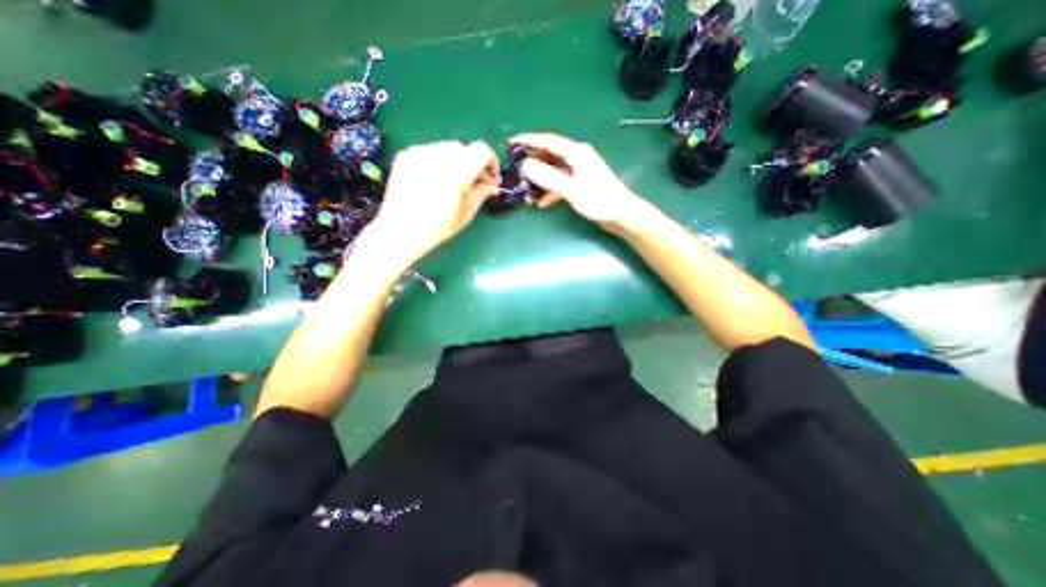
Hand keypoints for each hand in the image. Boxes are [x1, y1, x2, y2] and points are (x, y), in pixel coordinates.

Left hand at [365, 140, 500, 261]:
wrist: (400, 230)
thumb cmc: (437, 227)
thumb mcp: (466, 213)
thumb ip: (481, 194)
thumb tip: (492, 186)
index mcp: (458, 171)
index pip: (482, 150)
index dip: (491, 162)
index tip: (490, 177)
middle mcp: (439, 155)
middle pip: (464, 149)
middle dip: (473, 163)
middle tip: (473, 183)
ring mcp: (420, 153)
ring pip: (446, 148)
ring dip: (455, 162)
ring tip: (451, 183)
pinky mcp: (406, 155)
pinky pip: (429, 152)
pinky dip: (436, 162)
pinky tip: (433, 181)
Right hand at [513, 132, 651, 233]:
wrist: (622, 215)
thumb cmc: (599, 200)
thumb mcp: (571, 189)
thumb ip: (549, 177)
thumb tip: (525, 165)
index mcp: (576, 153)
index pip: (548, 141)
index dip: (529, 140)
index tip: (511, 143)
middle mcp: (577, 158)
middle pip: (549, 156)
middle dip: (532, 163)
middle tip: (515, 171)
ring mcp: (579, 171)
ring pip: (554, 171)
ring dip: (540, 181)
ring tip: (526, 193)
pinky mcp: (580, 184)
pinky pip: (560, 183)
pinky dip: (550, 192)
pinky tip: (542, 203)